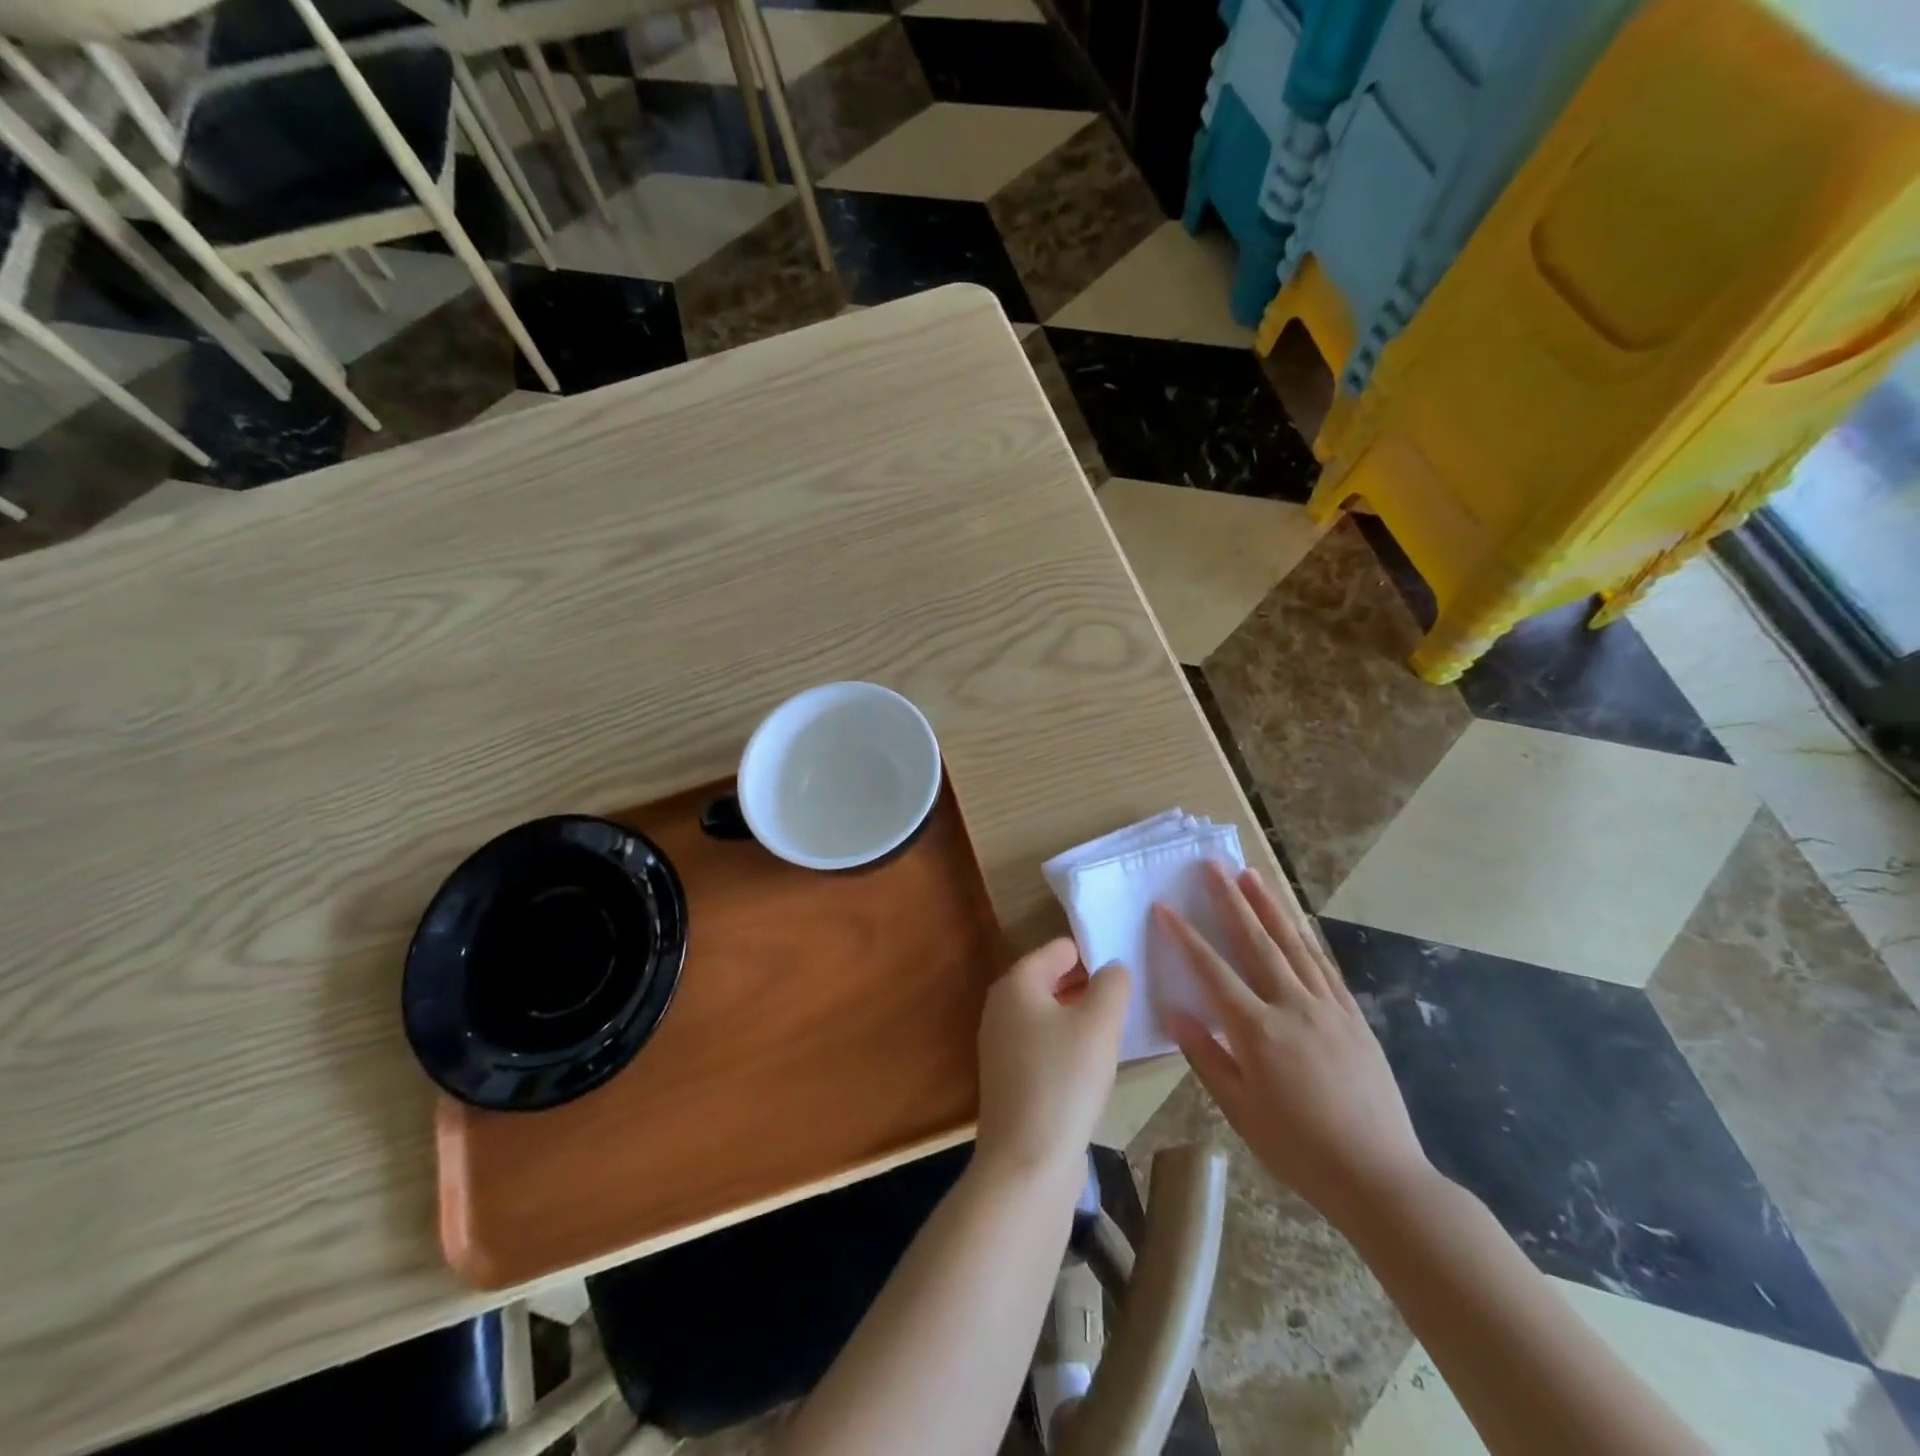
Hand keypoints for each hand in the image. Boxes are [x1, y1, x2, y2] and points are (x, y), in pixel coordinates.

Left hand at [975, 939, 1128, 1183]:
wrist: (1027, 1162)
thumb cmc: (1064, 1080)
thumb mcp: (1099, 1024)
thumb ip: (1112, 985)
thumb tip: (1112, 967)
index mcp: (1016, 983)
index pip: (1057, 950)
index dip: (1091, 954)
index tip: (1124, 968)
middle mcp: (1000, 1007)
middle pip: (1049, 980)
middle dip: (1085, 985)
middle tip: (1125, 996)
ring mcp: (1000, 1045)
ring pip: (1047, 1015)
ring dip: (1078, 1017)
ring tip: (1115, 1026)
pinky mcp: (1008, 1078)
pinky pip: (1043, 1045)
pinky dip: (1066, 1044)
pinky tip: (1092, 1063)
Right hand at [1157, 865, 1431, 1225]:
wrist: (1379, 1176)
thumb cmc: (1299, 1149)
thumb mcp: (1240, 1110)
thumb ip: (1207, 1056)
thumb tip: (1177, 1012)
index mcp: (1257, 1030)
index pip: (1211, 970)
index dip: (1185, 935)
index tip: (1164, 907)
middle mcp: (1292, 1006)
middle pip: (1255, 941)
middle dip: (1230, 900)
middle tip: (1212, 865)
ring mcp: (1327, 1008)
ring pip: (1293, 944)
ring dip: (1269, 906)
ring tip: (1251, 875)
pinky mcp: (1352, 1017)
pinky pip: (1324, 966)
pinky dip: (1305, 938)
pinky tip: (1295, 922)